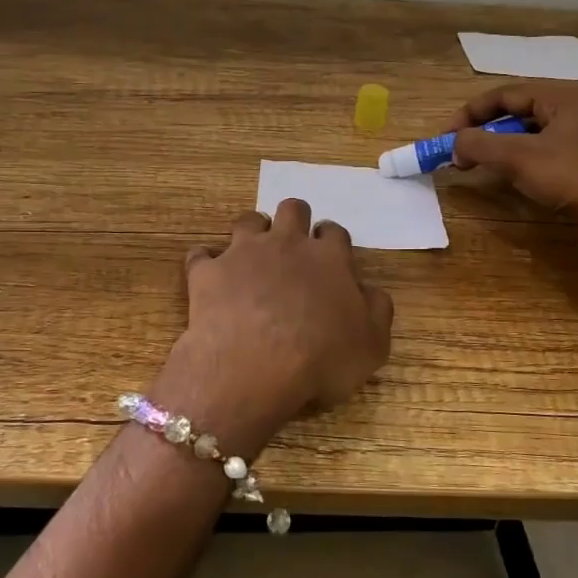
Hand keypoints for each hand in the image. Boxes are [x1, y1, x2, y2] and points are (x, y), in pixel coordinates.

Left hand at [153, 201, 393, 455]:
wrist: (254, 366)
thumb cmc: (321, 359)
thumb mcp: (372, 344)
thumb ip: (376, 310)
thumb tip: (369, 290)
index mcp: (328, 258)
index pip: (334, 232)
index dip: (332, 241)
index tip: (329, 257)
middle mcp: (286, 244)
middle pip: (292, 210)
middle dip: (295, 221)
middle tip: (293, 246)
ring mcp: (243, 253)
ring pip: (248, 221)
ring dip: (252, 232)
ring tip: (252, 254)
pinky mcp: (207, 272)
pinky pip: (200, 254)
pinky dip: (205, 262)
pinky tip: (207, 275)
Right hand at [450, 83, 577, 218]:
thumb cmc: (571, 175)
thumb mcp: (518, 157)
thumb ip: (479, 144)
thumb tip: (453, 143)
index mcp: (559, 97)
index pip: (502, 94)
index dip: (469, 113)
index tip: (446, 137)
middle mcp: (571, 109)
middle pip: (515, 112)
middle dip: (483, 130)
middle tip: (460, 152)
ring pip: (528, 133)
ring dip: (499, 146)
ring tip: (479, 165)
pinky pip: (541, 151)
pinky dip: (518, 159)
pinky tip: (509, 176)